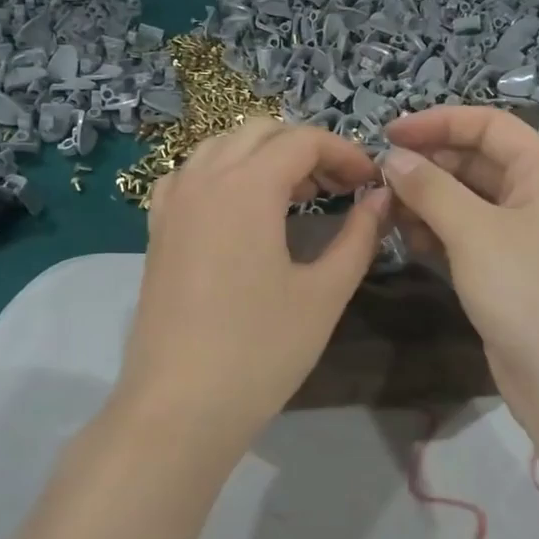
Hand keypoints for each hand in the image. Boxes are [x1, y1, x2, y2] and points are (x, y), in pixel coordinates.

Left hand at [114, 117, 389, 442]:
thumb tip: (381, 198)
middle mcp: (204, 178)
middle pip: (260, 132)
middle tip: (338, 187)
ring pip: (222, 146)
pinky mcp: (157, 229)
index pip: (302, 140)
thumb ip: (359, 236)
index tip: (370, 182)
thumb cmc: (261, 350)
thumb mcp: (325, 293)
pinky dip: (223, 173)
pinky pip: (191, 175)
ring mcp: (173, 202)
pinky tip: (241, 209)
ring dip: (264, 156)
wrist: (179, 407)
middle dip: (305, 148)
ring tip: (296, 196)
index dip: (344, 152)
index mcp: (247, 186)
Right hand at [382, 107, 538, 433]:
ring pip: (467, 201)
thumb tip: (393, 158)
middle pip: (475, 162)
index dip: (438, 122)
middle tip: (379, 180)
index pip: (488, 126)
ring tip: (387, 212)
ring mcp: (523, 236)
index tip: (388, 133)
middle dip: (428, 165)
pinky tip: (408, 241)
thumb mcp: (475, 232)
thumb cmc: (529, 291)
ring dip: (428, 201)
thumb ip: (430, 189)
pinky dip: (438, 233)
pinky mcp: (507, 271)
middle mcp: (536, 196)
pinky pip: (467, 236)